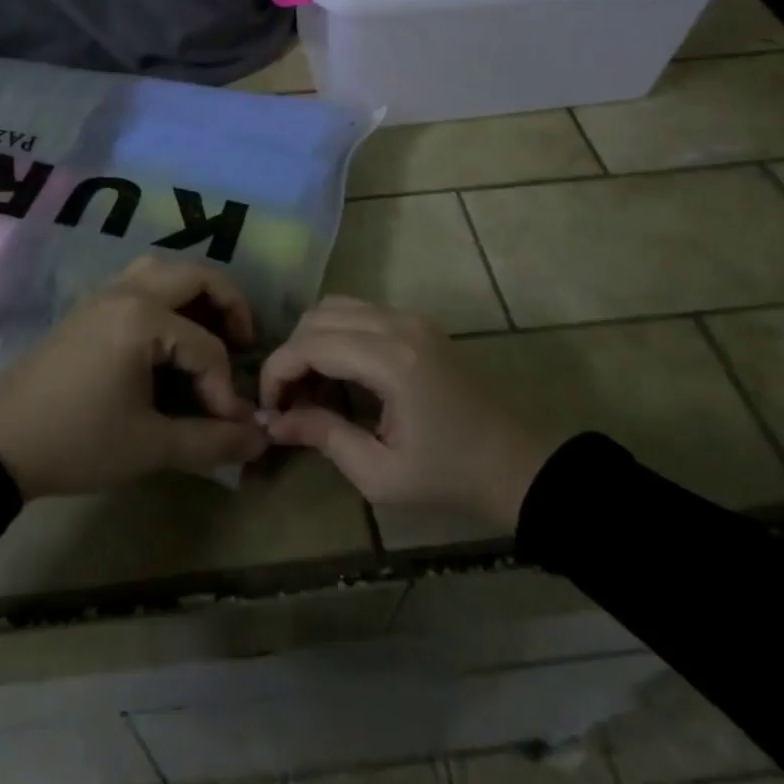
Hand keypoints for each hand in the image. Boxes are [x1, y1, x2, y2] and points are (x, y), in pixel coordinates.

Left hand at [0, 256, 268, 498]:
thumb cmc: (77, 441)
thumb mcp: (149, 446)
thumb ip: (211, 441)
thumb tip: (261, 437)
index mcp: (144, 318)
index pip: (207, 347)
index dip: (225, 388)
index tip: (230, 426)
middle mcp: (128, 291)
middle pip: (197, 276)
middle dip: (229, 306)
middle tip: (243, 344)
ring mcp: (105, 293)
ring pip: (165, 270)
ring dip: (196, 293)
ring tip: (211, 332)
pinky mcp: (90, 306)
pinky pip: (141, 281)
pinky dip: (169, 296)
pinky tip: (170, 336)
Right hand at [260, 296, 547, 530]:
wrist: (514, 467)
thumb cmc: (448, 478)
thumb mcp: (380, 474)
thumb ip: (323, 437)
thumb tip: (272, 421)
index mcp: (391, 361)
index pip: (310, 344)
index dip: (277, 371)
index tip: (269, 407)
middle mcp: (398, 325)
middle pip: (318, 316)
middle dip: (291, 354)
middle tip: (288, 400)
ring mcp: (410, 318)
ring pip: (335, 306)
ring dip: (311, 340)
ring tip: (310, 387)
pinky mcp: (416, 323)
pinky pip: (358, 311)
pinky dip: (334, 334)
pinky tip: (338, 374)